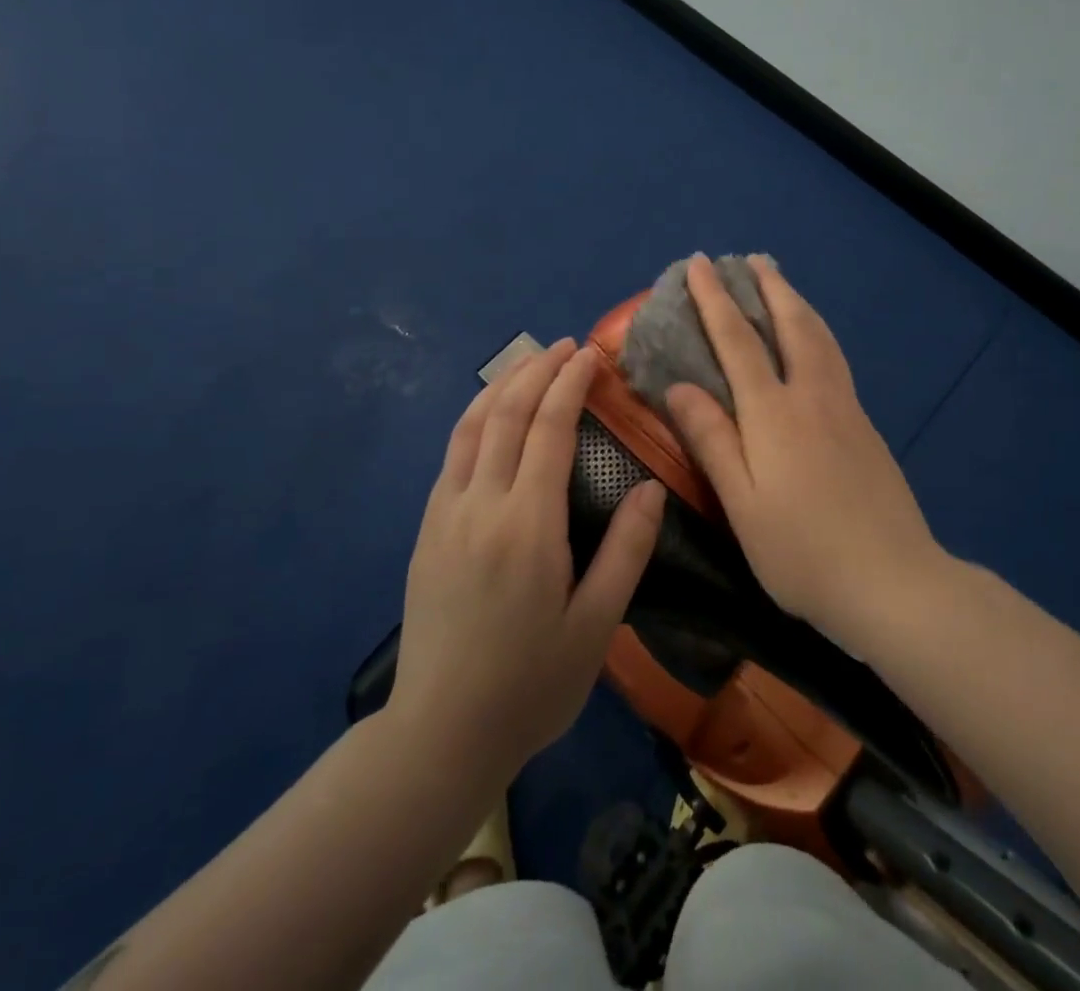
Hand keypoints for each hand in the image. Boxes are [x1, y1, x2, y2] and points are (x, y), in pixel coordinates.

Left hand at [392, 339, 665, 783]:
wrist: (442, 732)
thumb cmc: (531, 684)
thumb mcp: (596, 625)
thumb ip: (626, 550)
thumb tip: (651, 487)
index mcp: (527, 524)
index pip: (549, 429)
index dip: (570, 384)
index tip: (590, 354)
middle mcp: (481, 504)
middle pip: (506, 414)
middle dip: (537, 370)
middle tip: (565, 346)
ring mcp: (446, 513)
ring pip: (471, 426)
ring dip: (501, 385)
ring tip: (529, 363)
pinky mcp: (427, 529)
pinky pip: (452, 454)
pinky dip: (476, 418)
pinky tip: (491, 416)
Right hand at [665, 256, 942, 651]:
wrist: (895, 583)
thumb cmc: (803, 552)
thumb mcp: (742, 504)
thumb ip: (712, 440)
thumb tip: (680, 386)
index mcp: (774, 414)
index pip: (738, 342)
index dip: (715, 300)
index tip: (700, 265)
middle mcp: (812, 397)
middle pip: (791, 324)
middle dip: (769, 287)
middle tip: (752, 258)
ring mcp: (846, 409)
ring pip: (821, 338)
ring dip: (798, 303)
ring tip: (782, 284)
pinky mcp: (866, 427)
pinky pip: (835, 359)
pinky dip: (817, 332)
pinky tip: (814, 343)